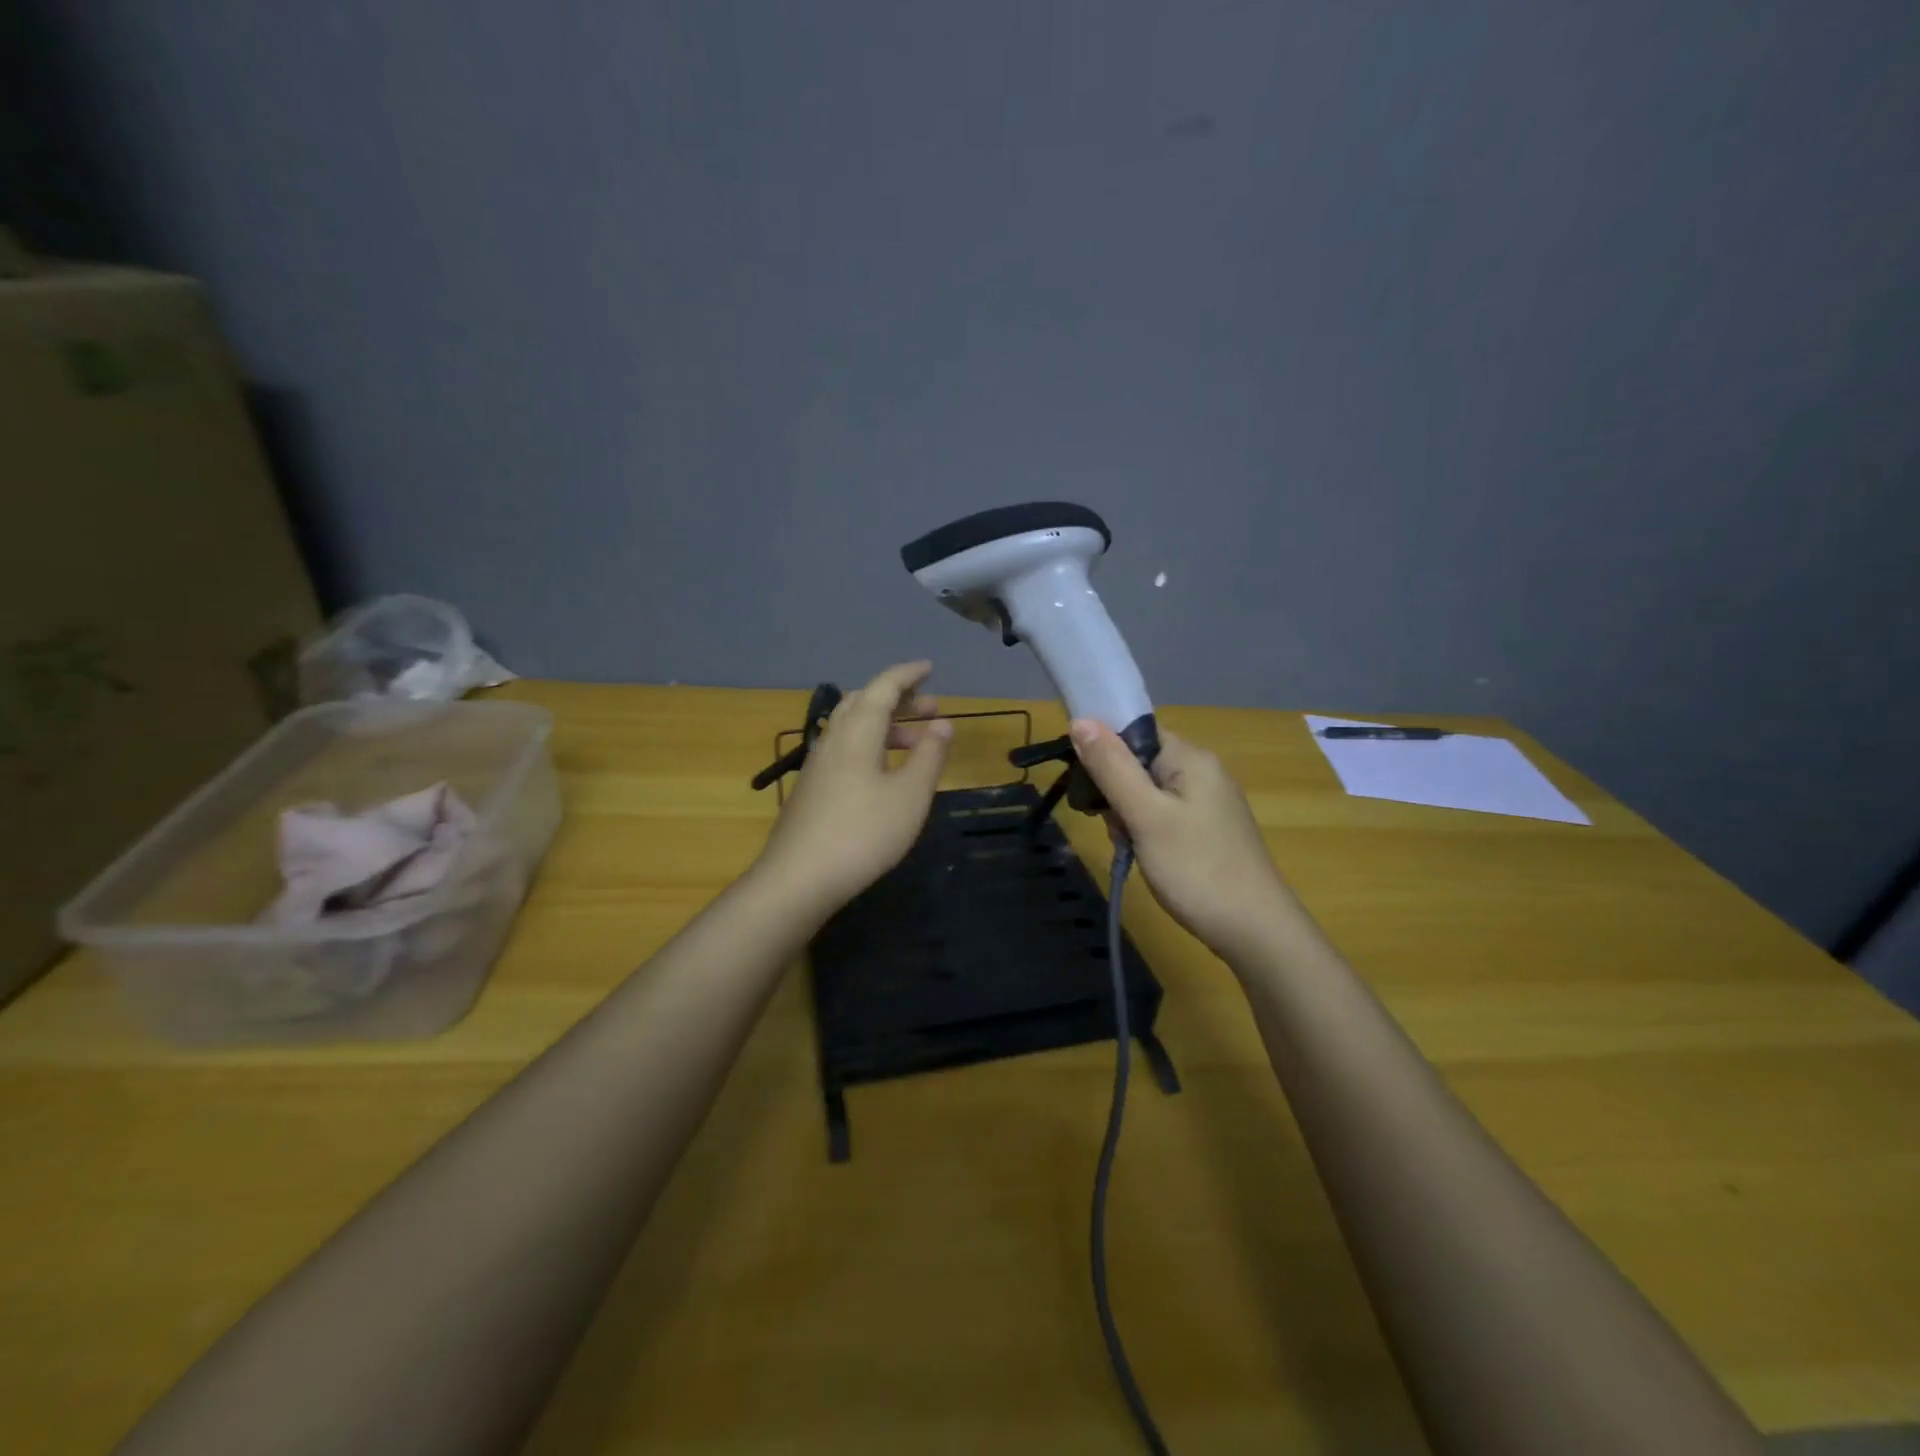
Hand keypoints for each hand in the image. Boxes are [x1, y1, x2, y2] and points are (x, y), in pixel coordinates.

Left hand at [756, 662, 952, 918]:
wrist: (798, 878)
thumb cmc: (863, 833)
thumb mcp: (910, 796)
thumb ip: (929, 756)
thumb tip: (943, 724)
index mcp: (857, 732)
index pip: (883, 687)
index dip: (907, 674)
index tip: (929, 667)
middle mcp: (833, 739)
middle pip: (864, 703)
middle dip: (899, 699)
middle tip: (931, 708)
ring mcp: (818, 765)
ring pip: (853, 727)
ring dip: (886, 725)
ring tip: (917, 743)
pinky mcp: (812, 789)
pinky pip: (845, 750)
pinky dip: (871, 746)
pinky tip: (884, 773)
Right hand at [1069, 718, 1293, 960]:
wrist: (1256, 931)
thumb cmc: (1197, 869)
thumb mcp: (1146, 816)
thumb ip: (1111, 767)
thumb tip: (1079, 720)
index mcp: (1190, 757)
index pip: (1134, 731)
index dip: (1103, 750)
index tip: (1085, 784)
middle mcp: (1202, 770)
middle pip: (1138, 761)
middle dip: (1114, 790)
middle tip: (1114, 826)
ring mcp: (1207, 801)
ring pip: (1146, 791)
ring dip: (1127, 815)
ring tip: (1130, 847)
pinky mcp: (1207, 829)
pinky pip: (1162, 814)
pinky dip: (1145, 830)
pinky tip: (1144, 856)